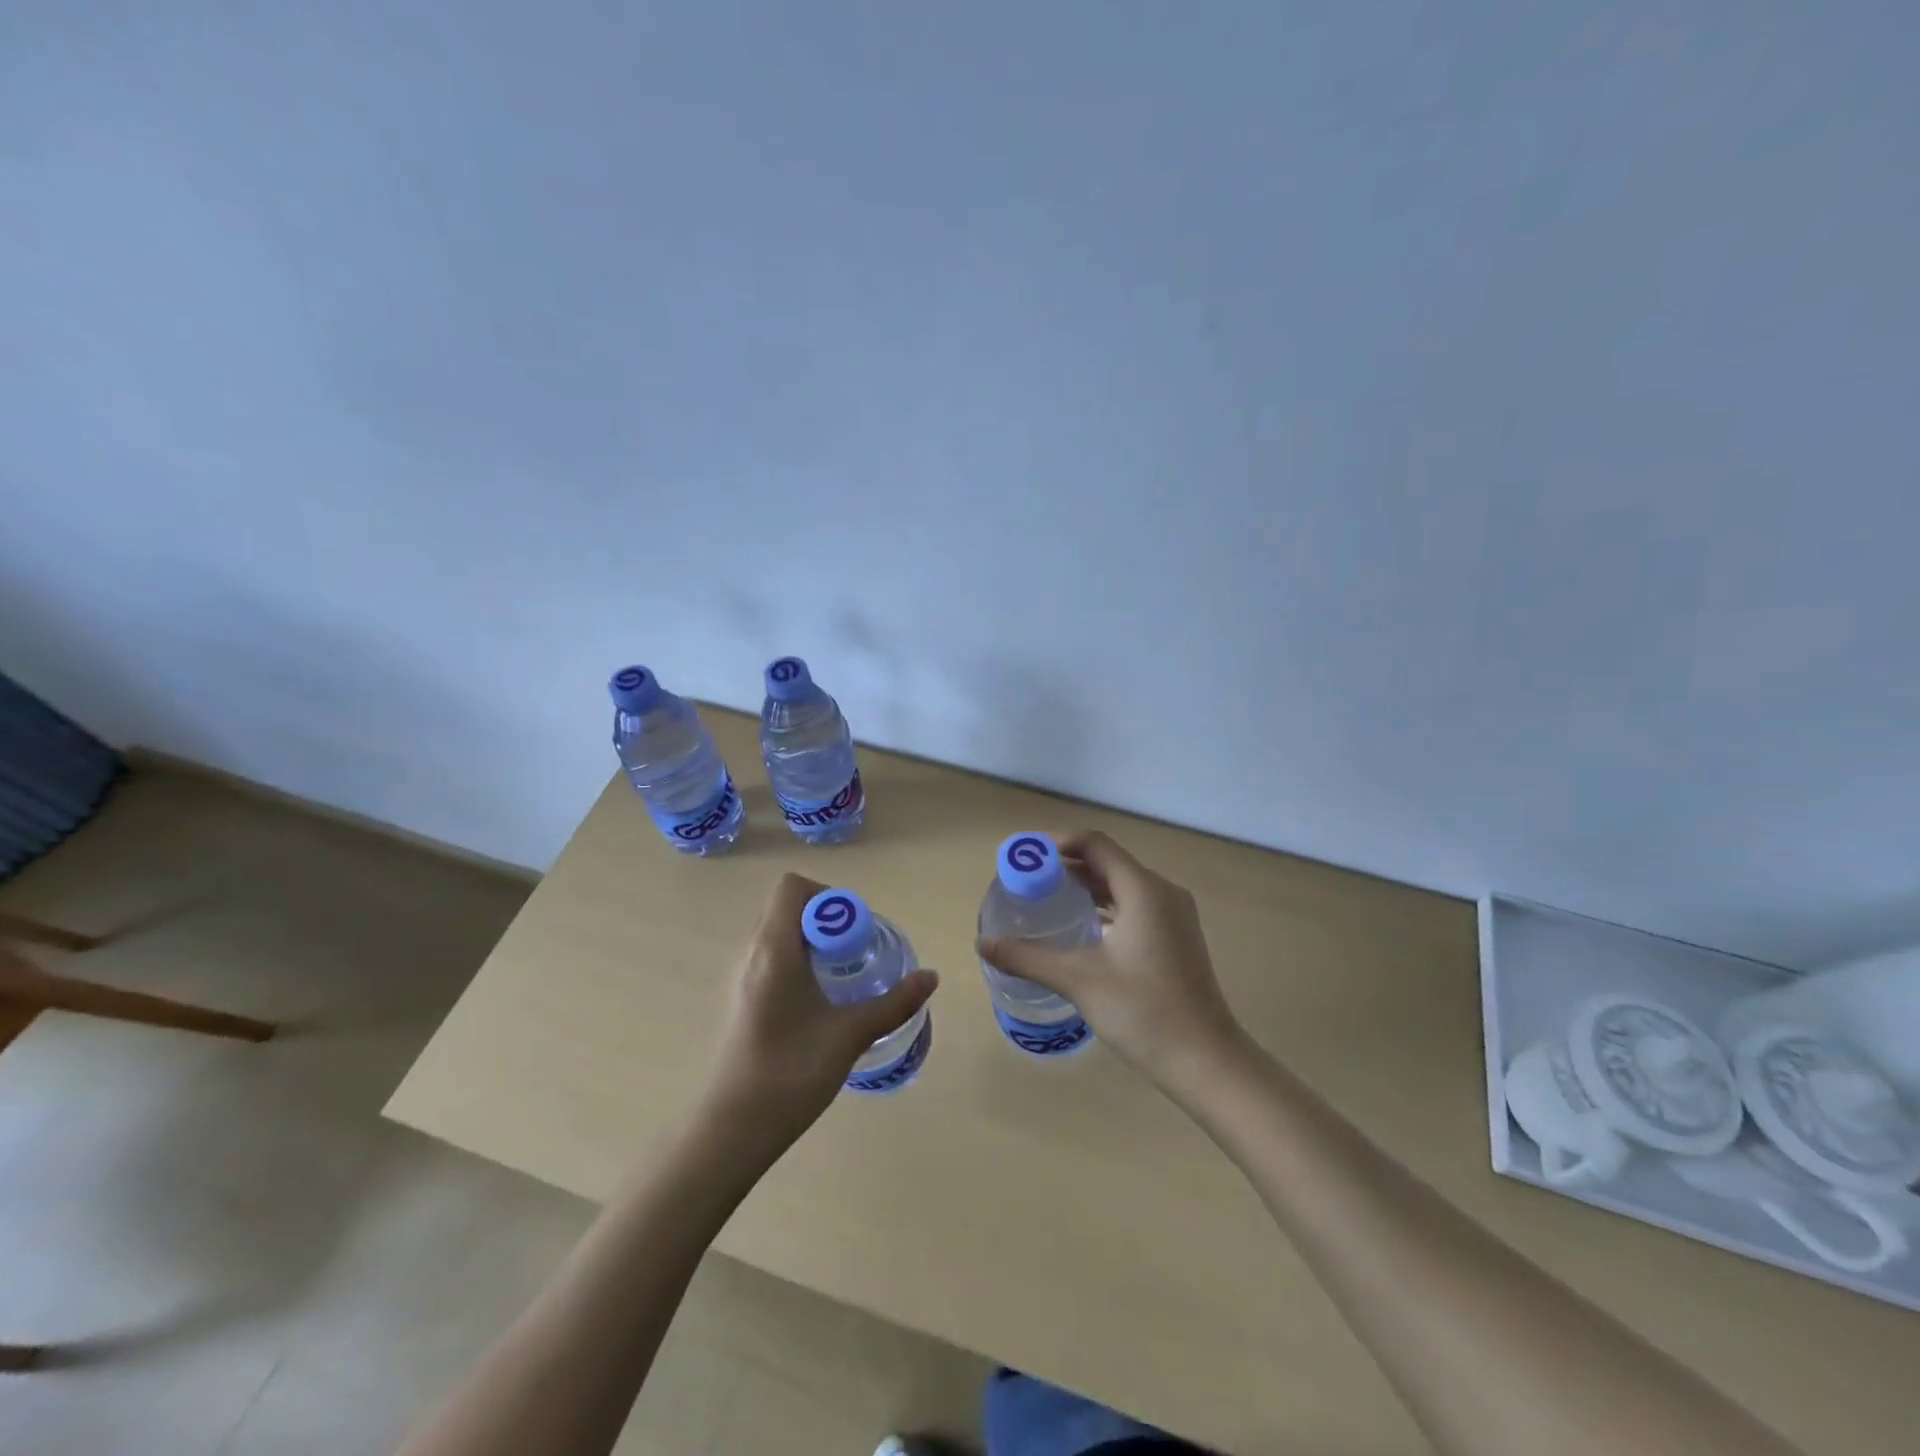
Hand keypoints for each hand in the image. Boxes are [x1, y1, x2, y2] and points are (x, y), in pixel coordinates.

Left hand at [702, 872, 938, 1160]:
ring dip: (815, 946)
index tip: (855, 932)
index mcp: (773, 950)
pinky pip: (772, 962)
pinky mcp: (740, 1002)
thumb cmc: (790, 1073)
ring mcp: (741, 979)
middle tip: (858, 956)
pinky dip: (799, 966)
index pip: (793, 888)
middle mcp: (751, 954)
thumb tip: (931, 976)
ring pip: (781, 937)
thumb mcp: (851, 1034)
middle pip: (789, 910)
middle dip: (829, 923)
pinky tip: (820, 1006)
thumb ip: (894, 1002)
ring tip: (844, 982)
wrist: (732, 1131)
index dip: (829, 898)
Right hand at [977, 831, 1242, 1086]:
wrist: (1205, 1060)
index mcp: (1143, 889)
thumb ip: (1028, 957)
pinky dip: (1105, 906)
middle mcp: (1162, 891)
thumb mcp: (1078, 979)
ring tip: (1047, 901)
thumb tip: (983, 944)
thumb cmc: (1143, 1011)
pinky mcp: (1177, 937)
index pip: (1095, 844)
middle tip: (1027, 881)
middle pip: (1108, 862)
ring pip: (1122, 885)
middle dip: (1066, 866)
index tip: (1025, 857)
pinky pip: (1135, 905)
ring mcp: (1174, 915)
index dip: (1057, 843)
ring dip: (1086, 887)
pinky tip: (1081, 929)